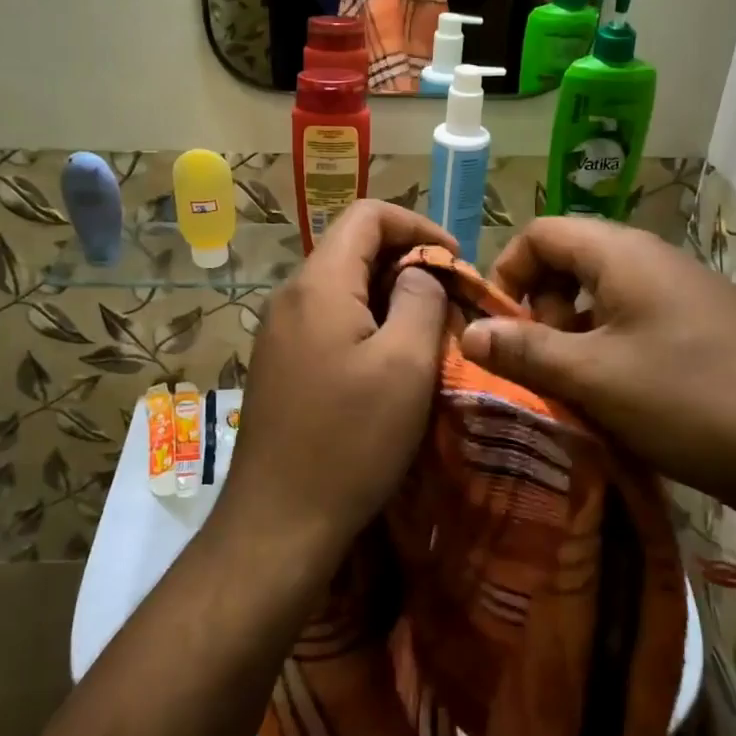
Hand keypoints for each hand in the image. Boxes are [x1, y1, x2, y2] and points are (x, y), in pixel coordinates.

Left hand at [218, 202, 455, 565]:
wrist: (278, 520)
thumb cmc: (350, 440)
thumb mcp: (405, 365)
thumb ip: (419, 299)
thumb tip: (420, 271)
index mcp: (318, 283)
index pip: (368, 215)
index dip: (418, 225)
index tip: (456, 262)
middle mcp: (290, 296)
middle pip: (353, 249)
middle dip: (408, 263)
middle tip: (451, 303)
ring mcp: (279, 331)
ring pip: (342, 287)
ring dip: (389, 297)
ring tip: (428, 333)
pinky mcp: (279, 363)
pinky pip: (328, 320)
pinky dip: (366, 324)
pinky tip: (390, 363)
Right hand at [458, 217, 735, 527]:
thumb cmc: (687, 400)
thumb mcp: (593, 378)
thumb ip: (524, 350)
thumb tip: (468, 330)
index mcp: (621, 254)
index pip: (541, 233)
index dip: (508, 271)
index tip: (500, 326)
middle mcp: (653, 258)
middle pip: (571, 258)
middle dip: (541, 305)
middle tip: (543, 360)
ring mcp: (686, 289)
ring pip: (605, 292)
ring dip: (575, 330)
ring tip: (578, 383)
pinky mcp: (707, 322)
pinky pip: (639, 316)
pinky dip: (612, 343)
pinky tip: (622, 392)